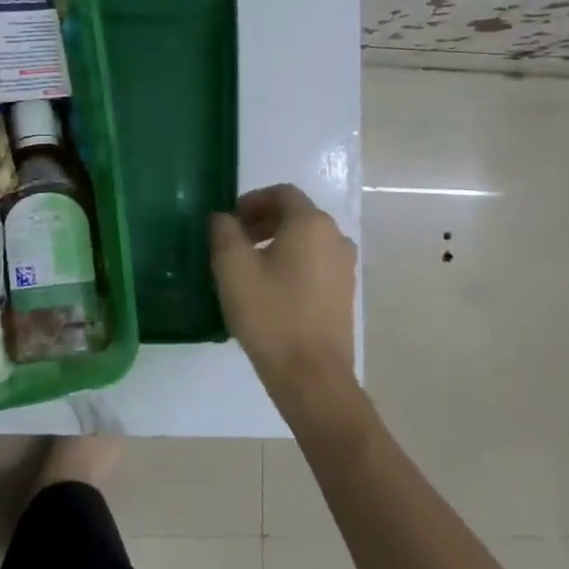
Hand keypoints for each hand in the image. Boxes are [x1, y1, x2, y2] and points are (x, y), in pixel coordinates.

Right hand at [209, 184, 355, 390]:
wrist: (311, 375)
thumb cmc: (269, 313)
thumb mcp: (232, 266)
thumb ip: (223, 230)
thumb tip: (223, 218)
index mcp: (310, 223)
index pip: (282, 193)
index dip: (252, 200)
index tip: (229, 220)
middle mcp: (335, 237)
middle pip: (296, 214)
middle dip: (263, 221)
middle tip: (234, 241)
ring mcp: (345, 267)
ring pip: (306, 240)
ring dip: (277, 242)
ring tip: (249, 267)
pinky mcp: (345, 293)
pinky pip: (315, 263)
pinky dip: (293, 263)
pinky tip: (271, 290)